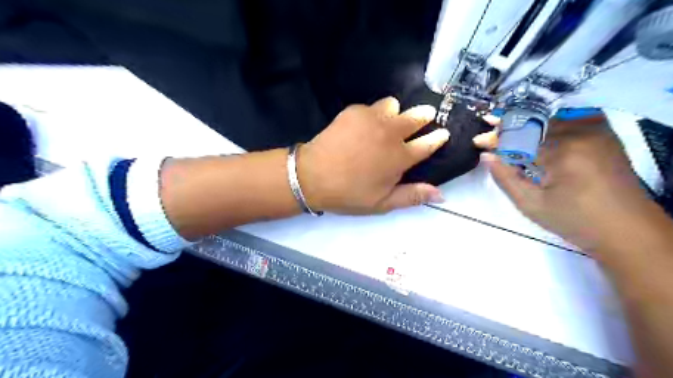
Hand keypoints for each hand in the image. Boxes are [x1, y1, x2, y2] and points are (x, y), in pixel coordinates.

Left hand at [297, 96, 448, 215]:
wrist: (312, 176)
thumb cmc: (349, 193)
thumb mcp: (381, 203)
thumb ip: (412, 196)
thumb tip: (441, 194)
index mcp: (400, 157)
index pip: (429, 143)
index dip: (438, 138)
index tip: (442, 133)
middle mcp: (391, 133)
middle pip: (417, 116)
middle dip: (425, 115)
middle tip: (424, 117)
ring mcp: (372, 118)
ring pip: (394, 105)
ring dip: (395, 113)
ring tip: (386, 124)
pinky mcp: (355, 111)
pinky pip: (372, 106)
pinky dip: (373, 114)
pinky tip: (362, 126)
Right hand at [475, 115, 654, 250]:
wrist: (627, 230)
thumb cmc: (575, 221)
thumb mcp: (531, 205)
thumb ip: (506, 178)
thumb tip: (487, 156)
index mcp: (563, 151)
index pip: (520, 137)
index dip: (497, 138)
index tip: (478, 142)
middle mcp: (582, 133)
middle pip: (534, 124)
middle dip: (509, 129)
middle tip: (490, 133)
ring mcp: (597, 132)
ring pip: (552, 120)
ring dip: (528, 125)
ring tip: (508, 130)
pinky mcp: (605, 136)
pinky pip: (572, 120)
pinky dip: (550, 123)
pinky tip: (538, 129)